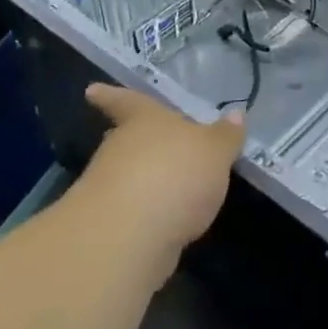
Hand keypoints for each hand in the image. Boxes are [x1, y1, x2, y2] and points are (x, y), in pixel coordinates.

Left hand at [77, 85, 245, 277]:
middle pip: (124, 139)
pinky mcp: (110, 227)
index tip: (91, 90)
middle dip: (135, 142)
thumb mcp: (214, 151)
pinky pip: (133, 210)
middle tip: (150, 143)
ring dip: (143, 179)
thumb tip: (236, 115)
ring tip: (172, 188)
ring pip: (126, 175)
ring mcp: (109, 189)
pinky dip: (147, 212)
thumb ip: (225, 136)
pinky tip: (168, 220)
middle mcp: (120, 148)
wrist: (128, 237)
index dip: (111, 96)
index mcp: (144, 120)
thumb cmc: (174, 174)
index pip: (127, 101)